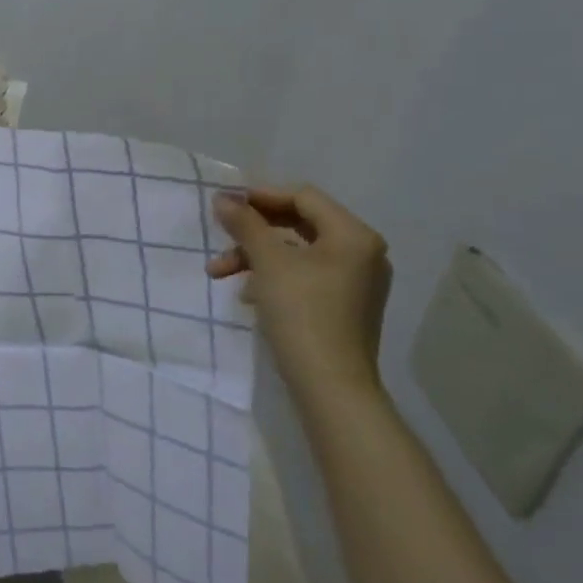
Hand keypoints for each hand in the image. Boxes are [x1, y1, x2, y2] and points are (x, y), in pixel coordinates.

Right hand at [208, 184, 391, 401]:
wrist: (330, 386)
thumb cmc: (301, 313)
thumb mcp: (267, 262)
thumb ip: (245, 224)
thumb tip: (223, 198)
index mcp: (353, 235)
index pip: (303, 197)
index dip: (261, 196)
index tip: (225, 204)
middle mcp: (362, 253)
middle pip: (300, 224)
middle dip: (253, 232)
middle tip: (220, 236)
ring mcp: (356, 281)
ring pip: (297, 252)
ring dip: (256, 256)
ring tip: (220, 273)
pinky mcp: (345, 305)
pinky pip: (305, 275)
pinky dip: (274, 276)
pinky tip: (248, 295)